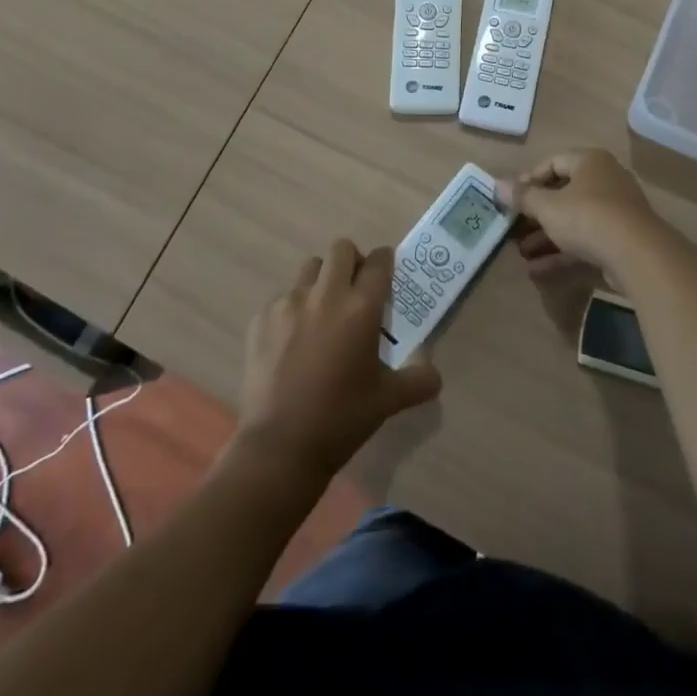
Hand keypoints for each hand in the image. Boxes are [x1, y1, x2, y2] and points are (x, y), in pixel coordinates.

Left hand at [237, 238, 441, 481]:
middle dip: (353, 262)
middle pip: (341, 249)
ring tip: (323, 313)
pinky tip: (294, 342)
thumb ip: (419, 380)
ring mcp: (289, 303)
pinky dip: (293, 309)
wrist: (280, 447)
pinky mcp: (262, 318)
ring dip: (322, 280)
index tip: (386, 276)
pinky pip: (283, 297)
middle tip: (356, 291)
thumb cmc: (341, 420)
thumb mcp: (389, 401)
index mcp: (361, 308)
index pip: (379, 262)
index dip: (385, 263)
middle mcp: (325, 295)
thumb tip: (434, 374)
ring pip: (310, 269)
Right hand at [498, 149, 671, 283]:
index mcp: (589, 161)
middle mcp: (605, 179)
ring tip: (521, 252)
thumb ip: (522, 197)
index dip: (528, 180)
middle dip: (535, 213)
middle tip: (514, 228)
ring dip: (546, 236)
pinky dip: (563, 251)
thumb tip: (497, 184)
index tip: (509, 199)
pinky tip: (538, 269)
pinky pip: (586, 240)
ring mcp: (616, 211)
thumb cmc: (587, 217)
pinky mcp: (621, 239)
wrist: (638, 256)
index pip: (552, 162)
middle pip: (563, 193)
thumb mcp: (548, 207)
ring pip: (573, 219)